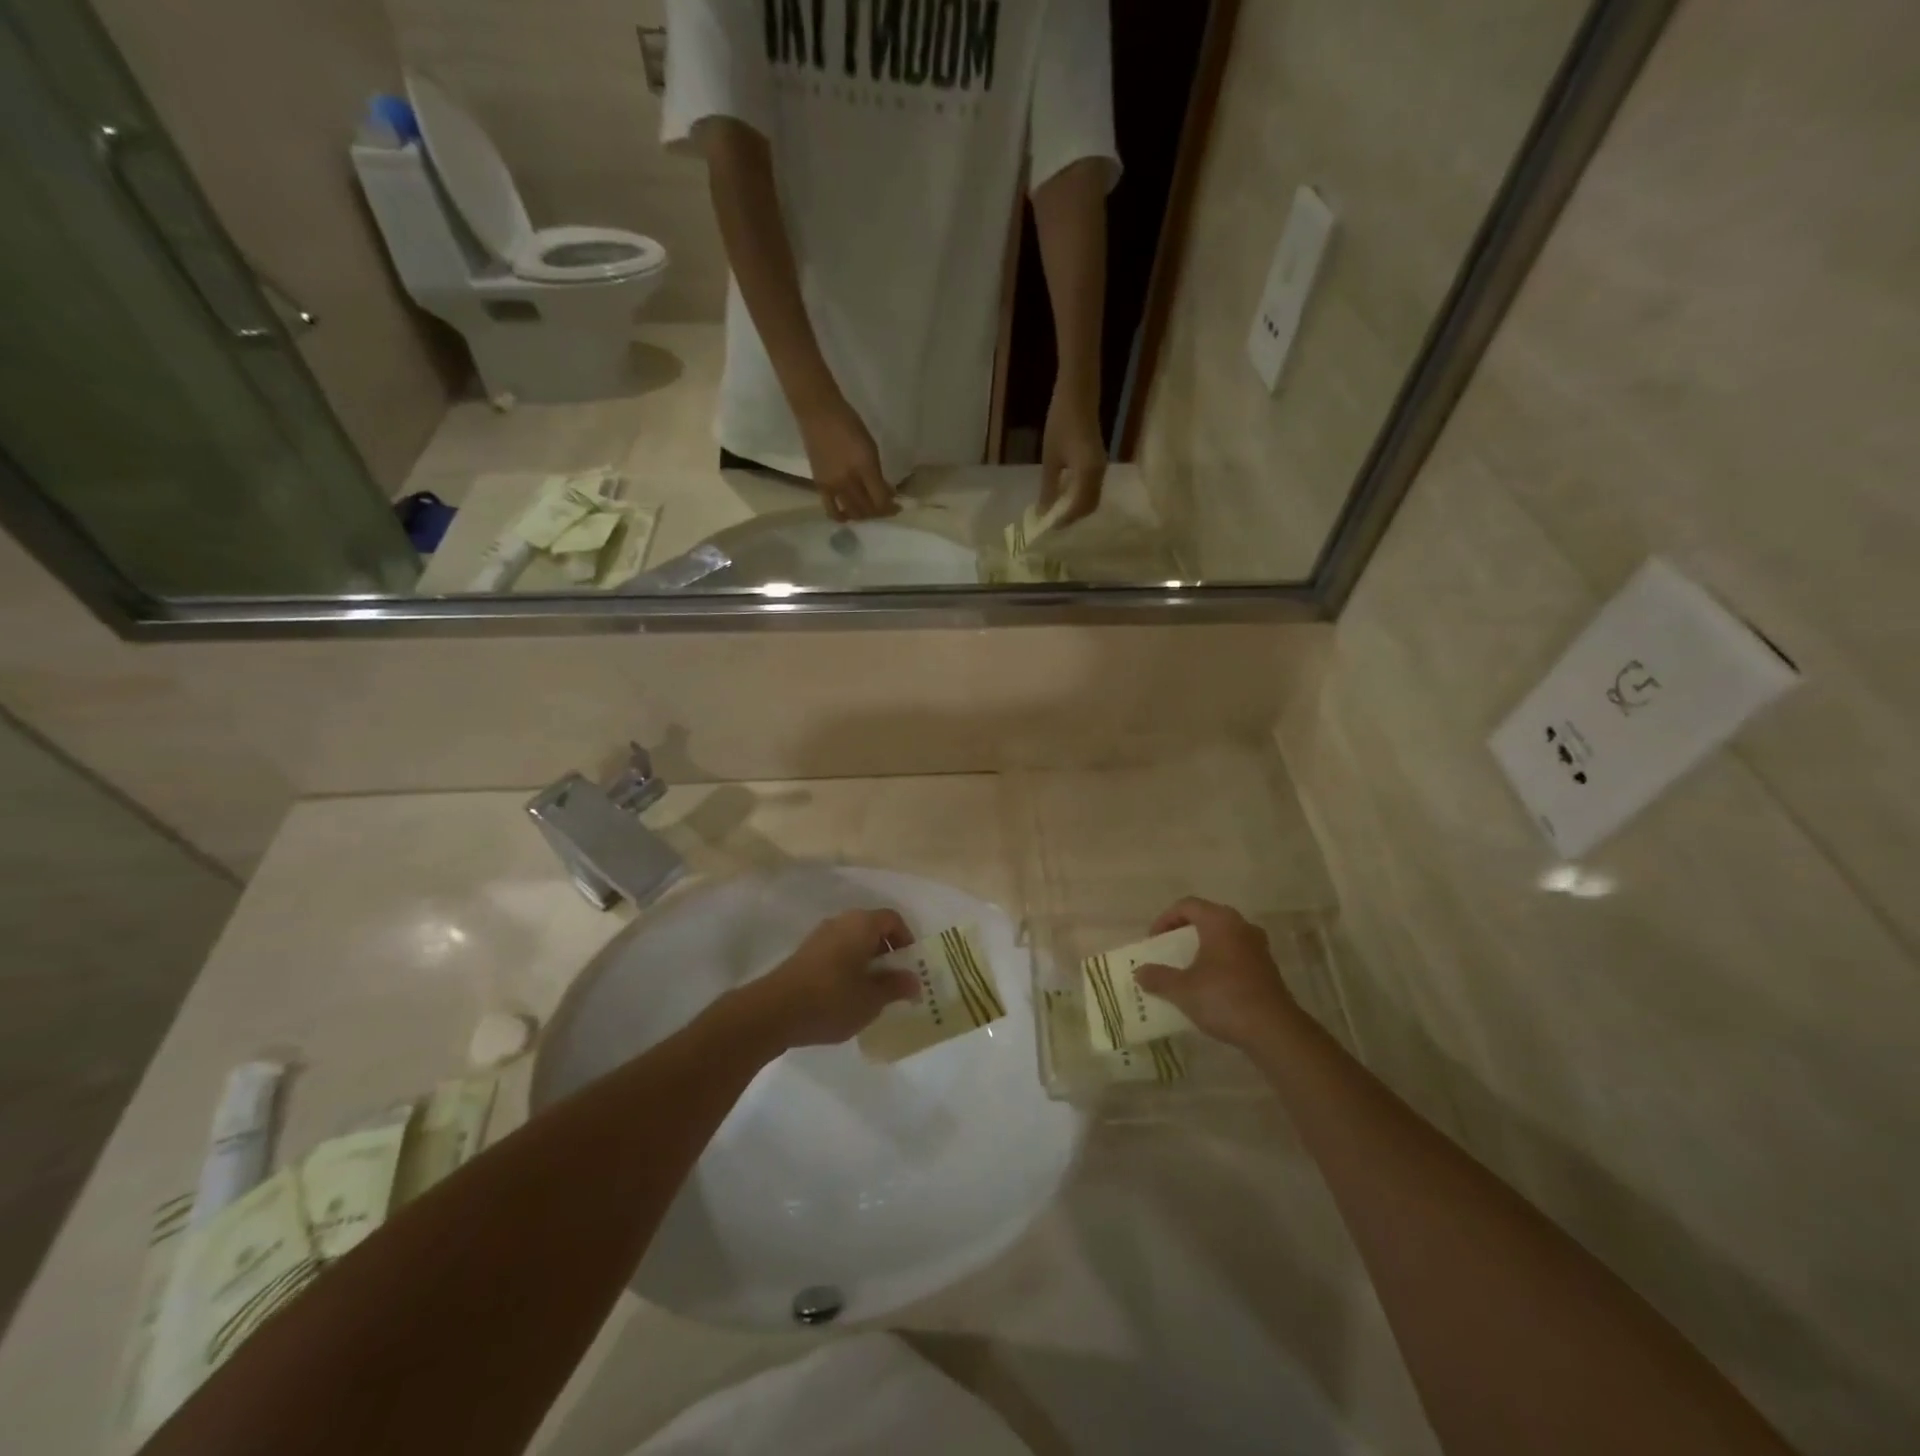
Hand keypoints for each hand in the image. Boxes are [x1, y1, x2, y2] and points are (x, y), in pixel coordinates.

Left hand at [736, 910, 919, 1049]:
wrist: (774, 1011)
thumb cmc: (832, 999)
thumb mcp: (872, 999)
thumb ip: (895, 987)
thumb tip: (914, 980)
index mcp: (861, 924)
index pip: (892, 919)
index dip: (906, 939)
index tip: (910, 966)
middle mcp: (841, 922)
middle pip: (872, 929)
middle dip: (887, 953)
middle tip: (894, 982)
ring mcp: (819, 937)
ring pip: (853, 942)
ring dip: (866, 962)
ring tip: (871, 993)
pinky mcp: (804, 954)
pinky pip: (836, 953)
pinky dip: (847, 967)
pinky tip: (846, 997)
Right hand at [796, 396, 895, 520]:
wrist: (818, 414)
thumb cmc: (849, 424)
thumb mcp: (871, 447)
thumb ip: (878, 473)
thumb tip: (887, 493)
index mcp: (865, 467)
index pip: (881, 499)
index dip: (891, 508)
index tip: (897, 507)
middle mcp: (849, 480)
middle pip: (868, 509)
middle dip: (879, 512)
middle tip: (884, 508)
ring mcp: (833, 485)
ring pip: (852, 513)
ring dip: (863, 515)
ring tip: (868, 510)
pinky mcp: (820, 486)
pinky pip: (831, 510)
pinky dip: (841, 517)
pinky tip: (848, 516)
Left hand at [1040, 388, 1106, 526]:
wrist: (1079, 393)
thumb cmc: (1061, 422)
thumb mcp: (1050, 458)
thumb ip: (1048, 487)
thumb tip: (1043, 511)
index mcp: (1087, 474)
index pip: (1077, 508)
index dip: (1063, 520)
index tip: (1047, 527)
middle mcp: (1099, 474)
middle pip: (1088, 507)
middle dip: (1071, 517)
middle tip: (1051, 521)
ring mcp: (1101, 468)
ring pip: (1092, 499)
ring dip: (1075, 508)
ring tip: (1055, 510)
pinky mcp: (1099, 462)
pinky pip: (1092, 488)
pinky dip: (1079, 496)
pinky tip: (1064, 493)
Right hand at [1133, 898, 1299, 1050]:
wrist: (1274, 1030)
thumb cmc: (1224, 998)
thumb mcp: (1182, 989)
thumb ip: (1158, 977)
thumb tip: (1139, 972)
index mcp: (1220, 921)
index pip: (1186, 905)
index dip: (1165, 919)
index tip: (1153, 941)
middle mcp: (1241, 926)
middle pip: (1206, 918)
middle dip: (1183, 933)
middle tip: (1167, 951)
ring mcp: (1258, 947)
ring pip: (1223, 937)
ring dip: (1202, 948)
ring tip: (1186, 969)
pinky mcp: (1267, 968)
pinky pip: (1235, 954)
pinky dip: (1218, 962)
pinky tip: (1209, 986)